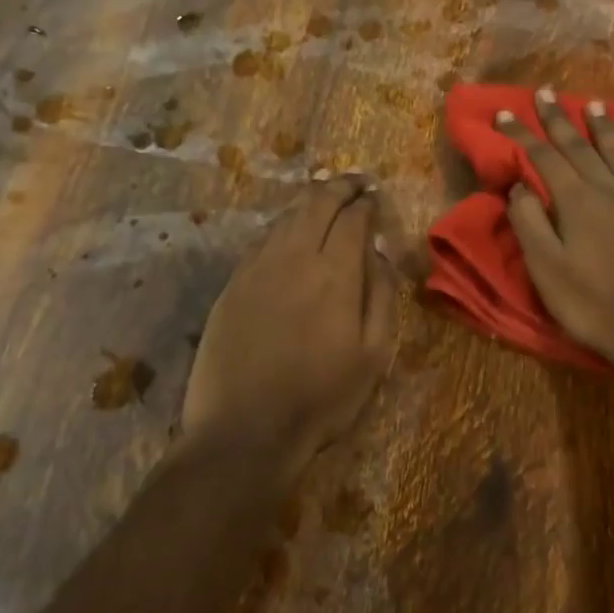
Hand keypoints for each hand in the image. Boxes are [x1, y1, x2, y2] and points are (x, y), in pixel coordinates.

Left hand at [184, 174, 396, 464]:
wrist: (245, 429)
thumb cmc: (321, 398)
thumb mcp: (373, 355)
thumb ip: (382, 296)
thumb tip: (380, 253)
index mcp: (335, 272)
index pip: (353, 218)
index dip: (367, 203)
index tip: (376, 198)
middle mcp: (294, 257)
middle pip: (316, 204)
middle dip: (339, 187)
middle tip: (354, 182)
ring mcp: (256, 269)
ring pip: (286, 218)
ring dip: (309, 203)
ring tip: (324, 199)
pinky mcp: (231, 286)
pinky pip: (262, 242)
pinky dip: (282, 228)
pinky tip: (289, 235)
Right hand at [497, 88, 613, 376]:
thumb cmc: (594, 306)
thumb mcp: (547, 270)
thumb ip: (529, 224)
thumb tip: (519, 187)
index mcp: (576, 203)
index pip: (543, 159)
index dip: (523, 135)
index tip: (505, 112)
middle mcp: (611, 190)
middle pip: (581, 147)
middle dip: (559, 120)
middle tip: (545, 92)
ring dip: (604, 129)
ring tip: (592, 105)